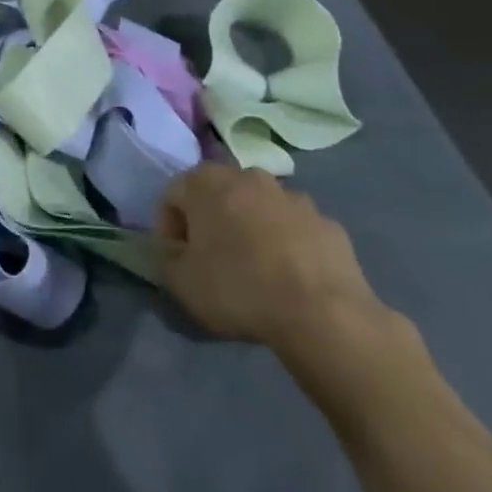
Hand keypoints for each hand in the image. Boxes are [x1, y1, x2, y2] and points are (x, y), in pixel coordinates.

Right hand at [156, 164, 384, 354]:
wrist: (323, 314)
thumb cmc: (238, 288)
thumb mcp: (179, 280)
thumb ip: (163, 256)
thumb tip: (171, 248)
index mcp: (207, 182)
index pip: (172, 195)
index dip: (168, 228)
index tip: (177, 259)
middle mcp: (250, 177)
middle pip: (217, 194)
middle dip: (210, 222)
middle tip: (211, 261)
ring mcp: (294, 198)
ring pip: (258, 209)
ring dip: (249, 230)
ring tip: (253, 271)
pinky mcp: (328, 223)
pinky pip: (294, 229)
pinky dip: (285, 245)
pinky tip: (288, 278)